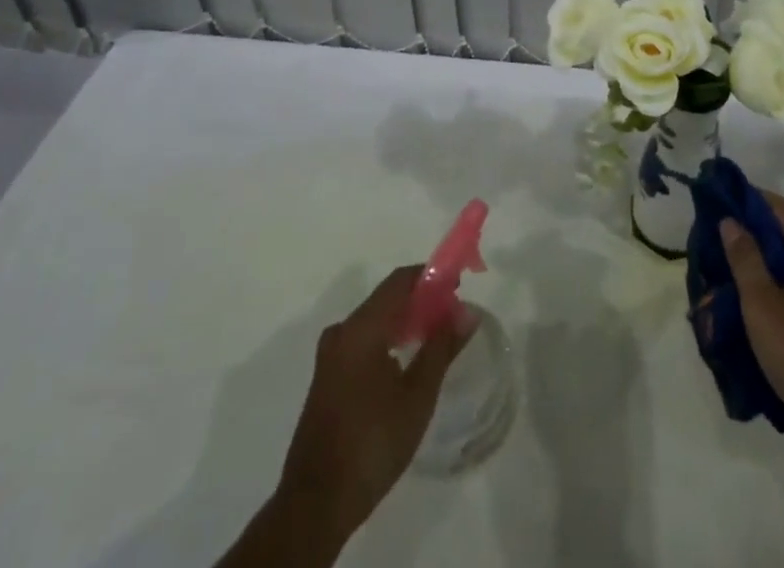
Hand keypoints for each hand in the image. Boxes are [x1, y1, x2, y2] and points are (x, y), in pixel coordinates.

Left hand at [265, 267, 470, 555]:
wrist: (315, 505)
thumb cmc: (372, 444)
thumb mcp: (417, 396)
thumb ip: (442, 347)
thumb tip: (467, 310)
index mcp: (361, 329)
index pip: (400, 281)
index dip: (431, 277)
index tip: (459, 286)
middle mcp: (341, 333)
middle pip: (386, 299)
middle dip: (421, 301)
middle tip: (451, 318)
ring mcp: (330, 357)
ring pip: (374, 321)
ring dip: (405, 322)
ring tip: (434, 340)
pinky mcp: (326, 379)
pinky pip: (362, 342)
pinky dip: (387, 340)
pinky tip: (404, 364)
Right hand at [719, 192, 783, 468]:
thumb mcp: (763, 306)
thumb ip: (745, 259)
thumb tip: (731, 221)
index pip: (783, 209)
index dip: (752, 199)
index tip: (721, 198)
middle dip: (754, 235)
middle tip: (717, 240)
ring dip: (764, 266)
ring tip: (729, 274)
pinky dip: (779, 290)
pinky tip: (756, 309)